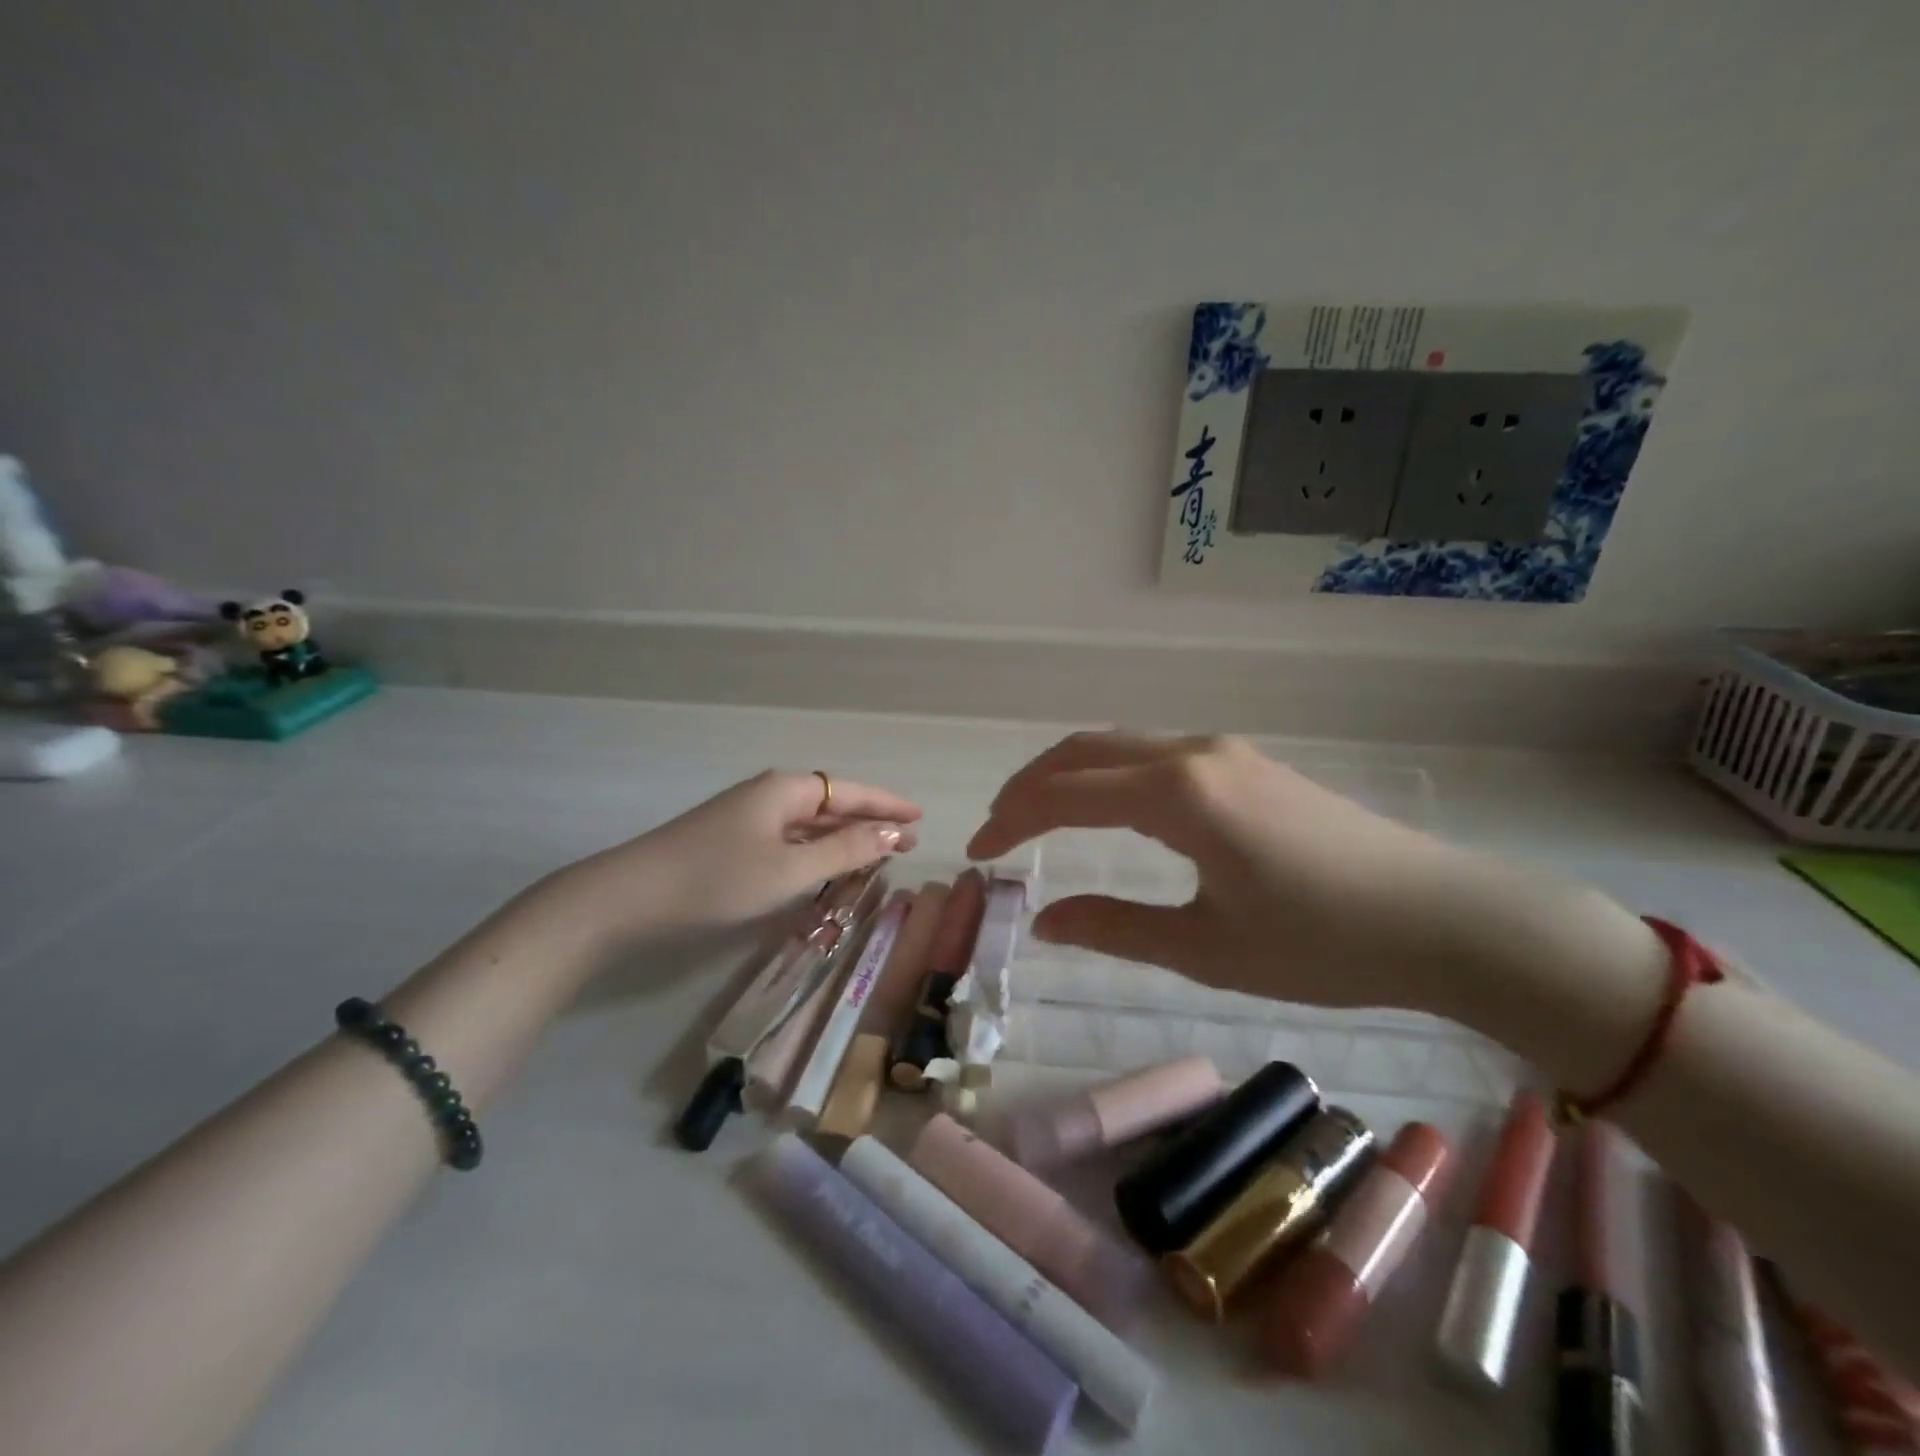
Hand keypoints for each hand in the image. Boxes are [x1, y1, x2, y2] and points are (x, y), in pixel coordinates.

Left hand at [567, 770, 920, 937]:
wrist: (629, 896)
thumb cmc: (717, 879)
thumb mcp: (789, 869)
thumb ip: (845, 851)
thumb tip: (896, 833)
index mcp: (786, 790)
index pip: (852, 791)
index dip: (888, 804)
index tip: (921, 816)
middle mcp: (769, 793)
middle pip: (832, 803)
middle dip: (870, 821)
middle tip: (905, 841)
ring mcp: (747, 815)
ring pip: (809, 822)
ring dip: (843, 836)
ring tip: (876, 854)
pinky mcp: (732, 838)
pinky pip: (790, 836)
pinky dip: (815, 849)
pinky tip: (824, 865)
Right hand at [967, 731, 1485, 1010]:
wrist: (1442, 918)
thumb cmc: (1321, 944)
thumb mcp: (1207, 949)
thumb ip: (1115, 928)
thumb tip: (1045, 920)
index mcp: (1178, 795)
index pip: (1066, 793)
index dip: (1012, 820)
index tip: (978, 853)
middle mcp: (1193, 754)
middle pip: (1085, 751)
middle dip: (1029, 786)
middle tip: (996, 830)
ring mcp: (1224, 751)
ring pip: (1119, 746)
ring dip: (1068, 774)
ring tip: (1036, 816)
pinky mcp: (1246, 763)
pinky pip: (1154, 754)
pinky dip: (1108, 774)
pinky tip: (1105, 808)